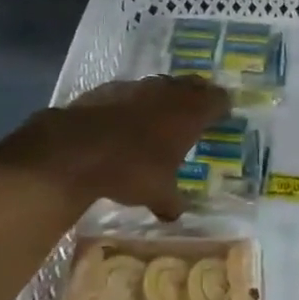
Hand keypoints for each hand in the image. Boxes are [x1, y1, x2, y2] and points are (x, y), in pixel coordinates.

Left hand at [0, 76, 228, 219]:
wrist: (75, 149)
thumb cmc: (131, 170)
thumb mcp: (157, 194)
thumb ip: (171, 201)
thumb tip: (176, 214)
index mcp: (190, 114)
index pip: (218, 100)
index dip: (222, 106)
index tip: (223, 114)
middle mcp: (169, 93)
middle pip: (193, 85)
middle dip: (197, 95)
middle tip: (198, 109)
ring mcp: (138, 87)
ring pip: (162, 85)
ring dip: (165, 96)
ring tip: (163, 114)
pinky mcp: (108, 89)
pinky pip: (131, 92)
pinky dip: (134, 102)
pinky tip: (126, 119)